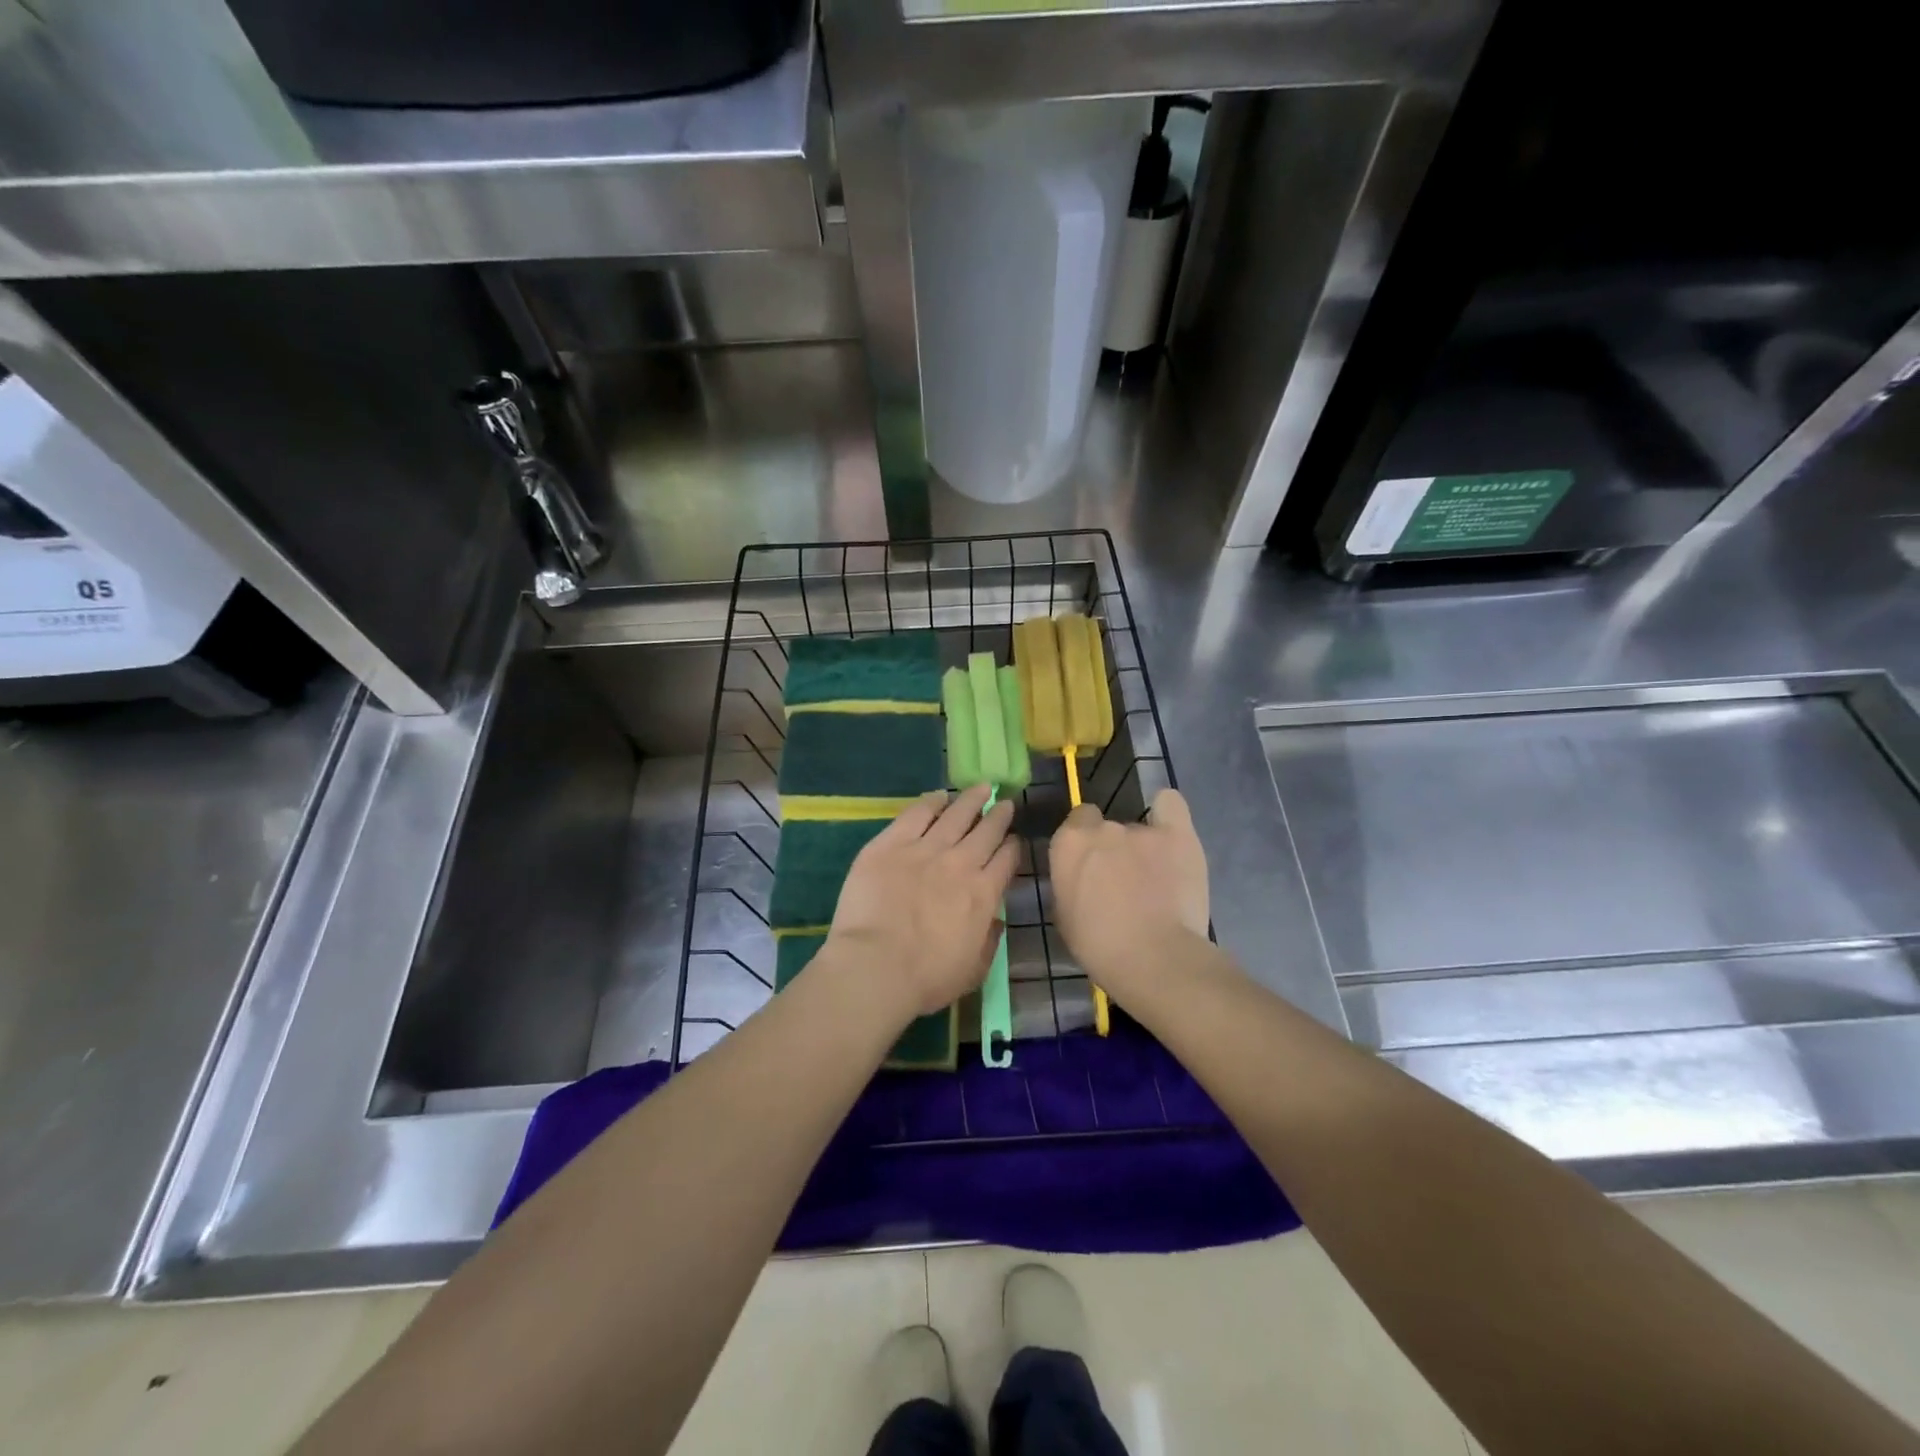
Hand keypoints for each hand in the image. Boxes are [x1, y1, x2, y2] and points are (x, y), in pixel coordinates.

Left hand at [827, 785, 1018, 1019]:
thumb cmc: (925, 979)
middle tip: (1004, 804)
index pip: (1007, 860)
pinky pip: (916, 814)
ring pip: (956, 814)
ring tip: (981, 787)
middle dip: (998, 815)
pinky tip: (939, 795)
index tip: (1013, 841)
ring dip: (971, 799)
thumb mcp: (973, 971)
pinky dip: (931, 802)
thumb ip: (989, 941)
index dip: (1012, 847)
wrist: (874, 967)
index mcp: (983, 894)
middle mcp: (960, 863)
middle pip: (987, 830)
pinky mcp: (891, 843)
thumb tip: (996, 920)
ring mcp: (925, 849)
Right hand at [1049, 789, 1210, 1000]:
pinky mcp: (1178, 835)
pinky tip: (1170, 836)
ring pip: (1139, 830)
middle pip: (1107, 827)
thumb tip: (1081, 878)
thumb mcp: (1065, 915)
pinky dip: (1167, 814)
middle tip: (1123, 882)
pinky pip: (1170, 805)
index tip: (1091, 868)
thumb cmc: (1099, 947)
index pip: (1075, 823)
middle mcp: (1103, 828)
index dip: (1084, 844)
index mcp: (1069, 844)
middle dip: (1113, 849)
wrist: (1153, 958)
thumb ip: (1071, 883)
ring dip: (1143, 850)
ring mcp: (1142, 830)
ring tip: (1158, 882)